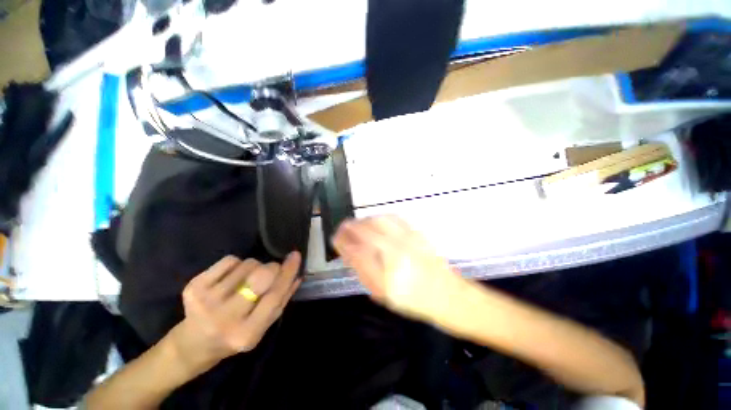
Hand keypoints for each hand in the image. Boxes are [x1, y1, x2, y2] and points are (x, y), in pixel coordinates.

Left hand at [168, 252, 300, 376]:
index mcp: (247, 333)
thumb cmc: (234, 336)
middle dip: (272, 267)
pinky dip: (237, 264)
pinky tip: (231, 278)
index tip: (295, 256)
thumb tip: (297, 275)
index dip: (287, 273)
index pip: (274, 296)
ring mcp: (206, 301)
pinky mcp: (193, 287)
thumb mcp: (262, 326)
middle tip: (272, 270)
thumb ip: (281, 301)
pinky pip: (229, 260)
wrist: (193, 344)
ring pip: (247, 265)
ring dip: (254, 267)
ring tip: (246, 280)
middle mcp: (225, 318)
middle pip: (260, 276)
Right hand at [332, 216, 462, 322]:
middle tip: (342, 228)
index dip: (343, 242)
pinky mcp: (416, 233)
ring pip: (379, 221)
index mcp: (387, 275)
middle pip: (366, 231)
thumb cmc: (413, 300)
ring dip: (364, 220)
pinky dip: (379, 217)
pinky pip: (393, 218)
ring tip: (358, 224)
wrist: (447, 293)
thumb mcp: (384, 294)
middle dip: (350, 227)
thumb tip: (350, 254)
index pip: (357, 251)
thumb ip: (365, 273)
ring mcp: (407, 241)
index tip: (335, 238)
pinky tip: (376, 220)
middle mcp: (397, 254)